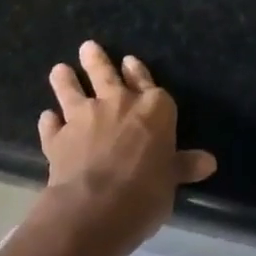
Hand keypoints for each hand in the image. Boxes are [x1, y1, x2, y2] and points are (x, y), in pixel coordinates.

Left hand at [35, 41, 216, 255]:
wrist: (95, 208)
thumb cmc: (146, 191)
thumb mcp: (172, 180)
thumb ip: (184, 166)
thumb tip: (209, 162)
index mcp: (154, 108)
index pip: (146, 82)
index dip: (138, 72)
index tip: (128, 61)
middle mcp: (118, 104)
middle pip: (106, 75)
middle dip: (97, 60)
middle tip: (87, 47)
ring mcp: (84, 118)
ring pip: (73, 92)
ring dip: (66, 81)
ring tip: (59, 69)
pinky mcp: (58, 138)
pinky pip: (52, 125)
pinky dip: (49, 121)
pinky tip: (47, 117)